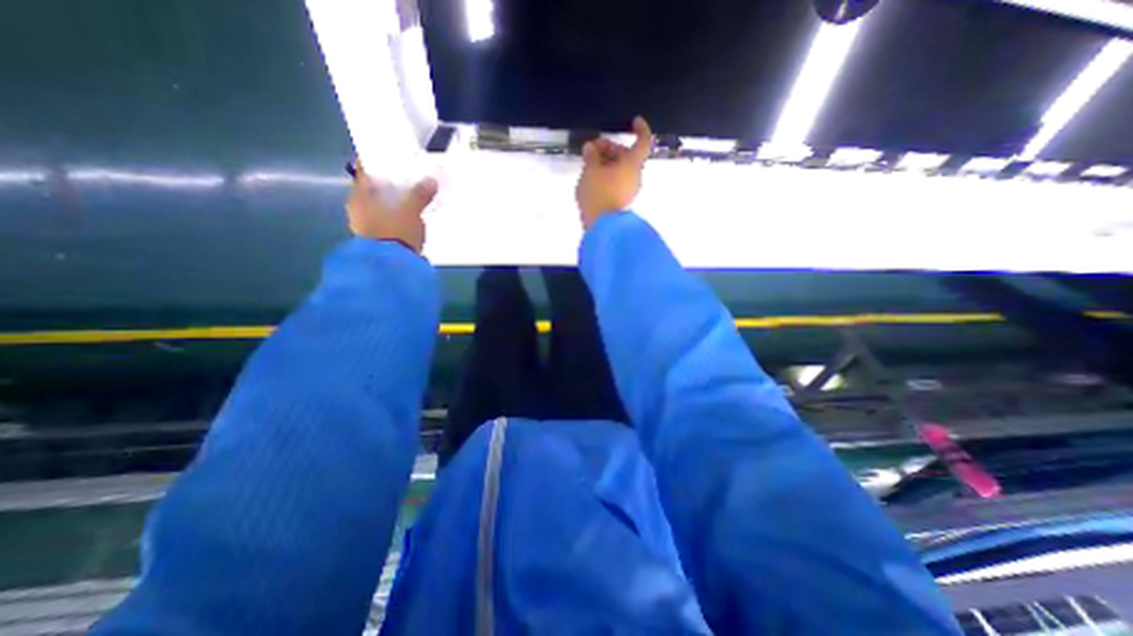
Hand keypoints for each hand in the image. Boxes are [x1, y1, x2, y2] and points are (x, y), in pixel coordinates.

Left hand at [346, 165, 437, 252]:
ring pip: (378, 206)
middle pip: (372, 190)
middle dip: (388, 185)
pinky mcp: (376, 240)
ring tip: (411, 199)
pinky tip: (407, 218)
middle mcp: (357, 208)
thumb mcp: (412, 210)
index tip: (393, 160)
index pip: (365, 171)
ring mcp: (364, 225)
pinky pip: (385, 221)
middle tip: (407, 179)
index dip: (378, 164)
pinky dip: (394, 217)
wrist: (392, 266)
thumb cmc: (396, 231)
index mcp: (360, 195)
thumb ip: (420, 195)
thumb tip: (431, 180)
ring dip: (392, 203)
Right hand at [577, 117, 655, 231]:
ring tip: (589, 164)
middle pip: (627, 156)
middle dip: (610, 149)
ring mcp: (630, 190)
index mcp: (632, 164)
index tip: (634, 121)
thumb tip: (590, 148)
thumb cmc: (598, 193)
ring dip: (607, 163)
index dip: (641, 130)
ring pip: (621, 170)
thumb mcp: (590, 170)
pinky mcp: (622, 200)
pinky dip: (608, 175)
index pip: (643, 142)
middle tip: (591, 149)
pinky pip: (617, 181)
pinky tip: (593, 177)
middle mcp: (635, 176)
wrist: (601, 225)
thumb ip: (591, 156)